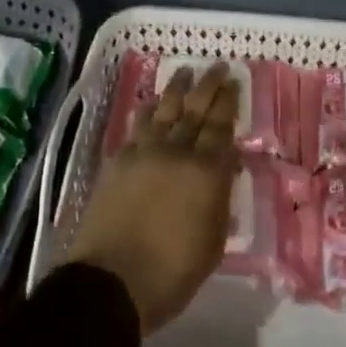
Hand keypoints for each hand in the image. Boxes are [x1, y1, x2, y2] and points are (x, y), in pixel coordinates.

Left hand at [64, 63, 239, 334]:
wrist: (112, 281)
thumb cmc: (172, 273)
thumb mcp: (213, 242)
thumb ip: (221, 198)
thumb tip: (227, 164)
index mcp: (206, 172)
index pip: (221, 127)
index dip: (228, 102)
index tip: (234, 81)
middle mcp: (177, 151)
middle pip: (195, 109)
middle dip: (208, 85)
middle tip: (217, 65)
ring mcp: (144, 152)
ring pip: (164, 109)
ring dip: (176, 88)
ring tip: (185, 72)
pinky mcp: (118, 160)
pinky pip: (136, 125)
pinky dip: (147, 111)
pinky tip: (151, 104)